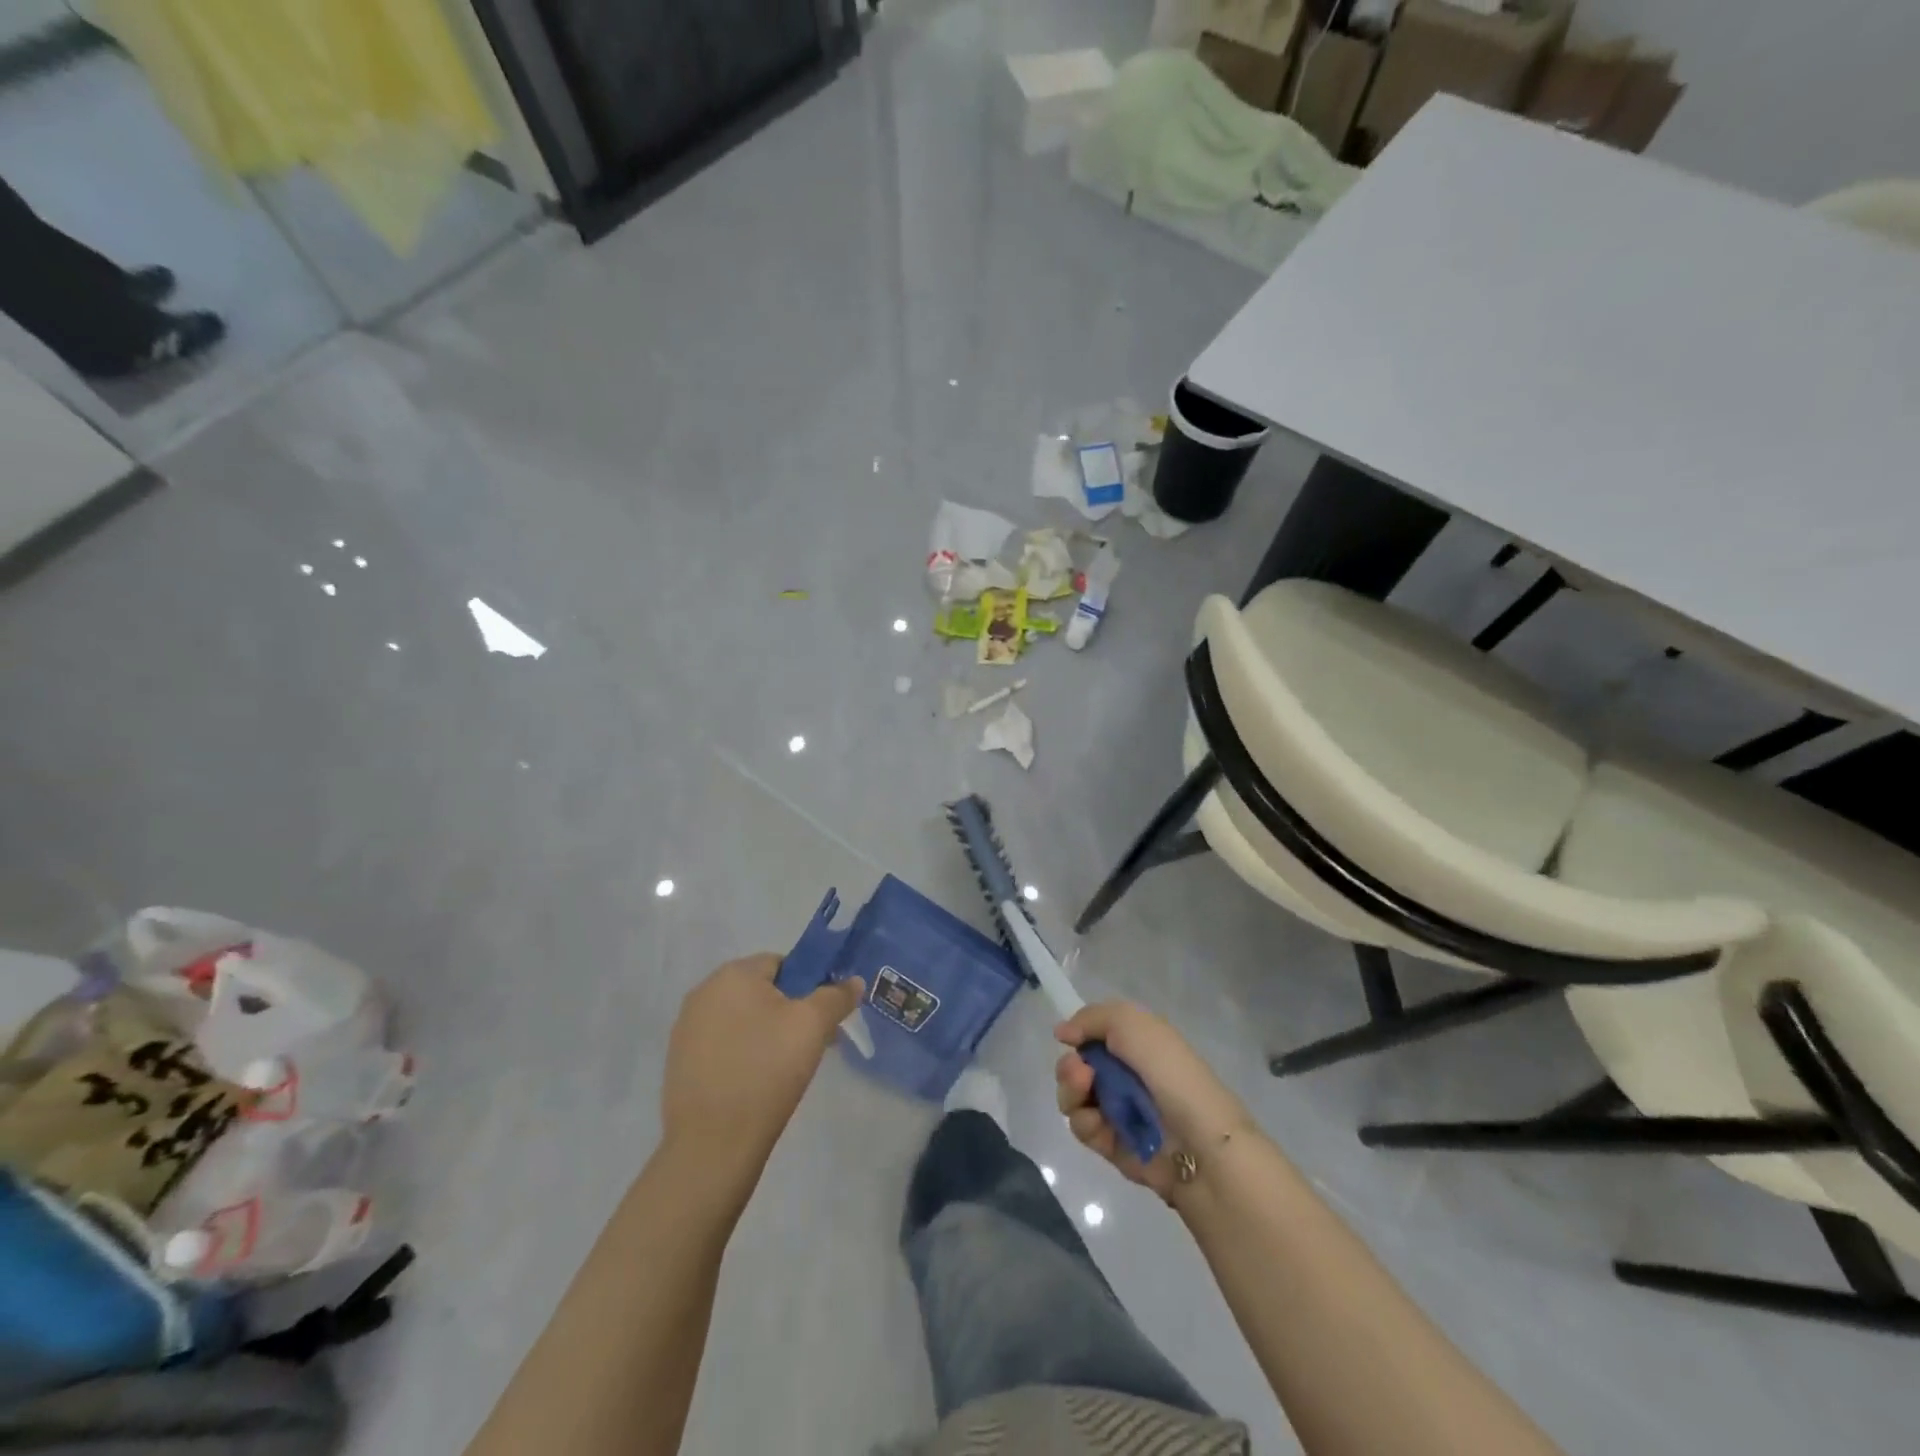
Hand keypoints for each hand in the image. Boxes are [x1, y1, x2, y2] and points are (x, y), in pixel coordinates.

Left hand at [661, 955, 863, 1185]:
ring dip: (765, 1033)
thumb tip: (853, 982)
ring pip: (742, 1019)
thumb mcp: (813, 1026)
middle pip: (761, 991)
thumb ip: (836, 996)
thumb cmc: (766, 1070)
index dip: (808, 986)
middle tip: (808, 1045)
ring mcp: (686, 1029)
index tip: (820, 1020)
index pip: (782, 963)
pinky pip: (723, 1044)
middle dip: (788, 1012)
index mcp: (732, 974)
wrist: (713, 1144)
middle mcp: (703, 992)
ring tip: (784, 1069)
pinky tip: (756, 1084)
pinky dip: (742, 1055)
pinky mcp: (679, 1062)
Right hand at [1056, 1002, 1253, 1201]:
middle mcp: (1124, 1074)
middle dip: (1069, 1068)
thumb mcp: (1132, 1024)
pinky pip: (1083, 1129)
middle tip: (1081, 1074)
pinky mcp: (1112, 1144)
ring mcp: (1117, 1111)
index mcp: (1135, 1044)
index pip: (1092, 1035)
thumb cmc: (1169, 1072)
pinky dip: (1085, 1123)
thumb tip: (1062, 1032)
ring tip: (1086, 1095)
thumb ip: (1092, 1018)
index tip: (1070, 1039)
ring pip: (1073, 1097)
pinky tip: (1098, 1124)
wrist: (1200, 1142)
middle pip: (1075, 1067)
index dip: (1078, 1036)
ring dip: (1071, 1093)